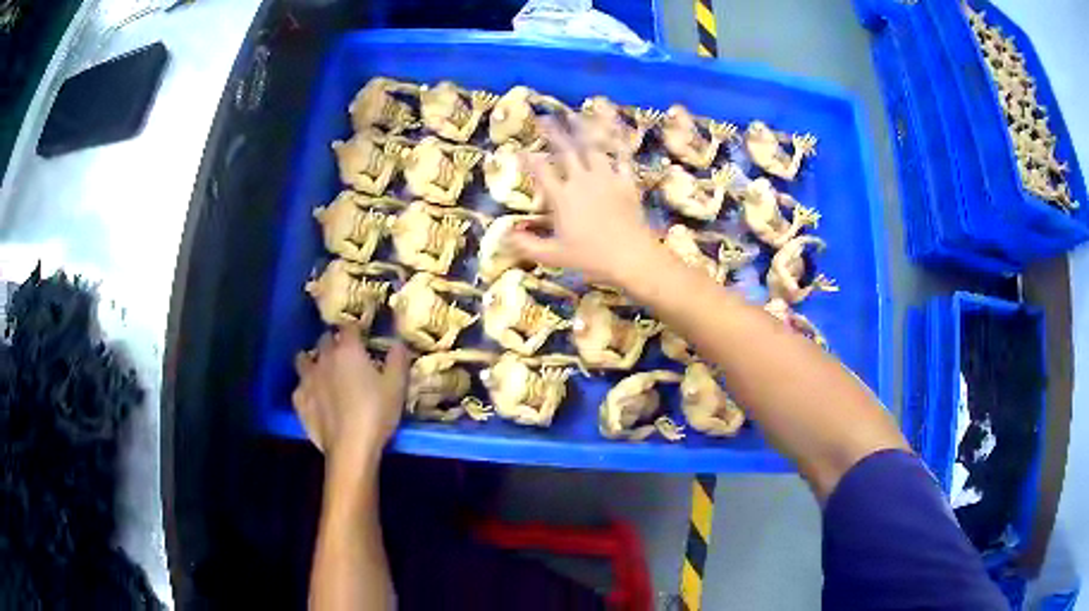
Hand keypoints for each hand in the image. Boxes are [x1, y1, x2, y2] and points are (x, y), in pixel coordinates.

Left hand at [292, 328, 409, 464]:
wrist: (350, 448)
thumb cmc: (376, 413)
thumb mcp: (397, 386)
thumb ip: (398, 359)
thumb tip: (398, 342)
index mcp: (348, 350)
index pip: (349, 327)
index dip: (356, 330)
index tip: (364, 338)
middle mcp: (324, 358)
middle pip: (324, 339)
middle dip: (334, 343)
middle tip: (346, 357)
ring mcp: (307, 379)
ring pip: (303, 359)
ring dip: (312, 361)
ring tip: (323, 372)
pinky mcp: (299, 400)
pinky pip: (300, 386)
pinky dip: (306, 388)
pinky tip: (315, 398)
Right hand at [507, 117, 661, 287]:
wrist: (631, 256)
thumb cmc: (591, 258)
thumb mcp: (553, 256)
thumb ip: (527, 245)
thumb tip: (505, 235)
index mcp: (562, 197)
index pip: (540, 171)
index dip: (528, 159)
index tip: (518, 149)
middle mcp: (582, 181)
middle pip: (565, 151)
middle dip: (553, 133)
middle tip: (543, 119)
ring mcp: (606, 178)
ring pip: (592, 147)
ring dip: (582, 130)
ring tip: (574, 116)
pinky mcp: (626, 181)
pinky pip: (621, 157)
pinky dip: (618, 142)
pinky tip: (616, 130)